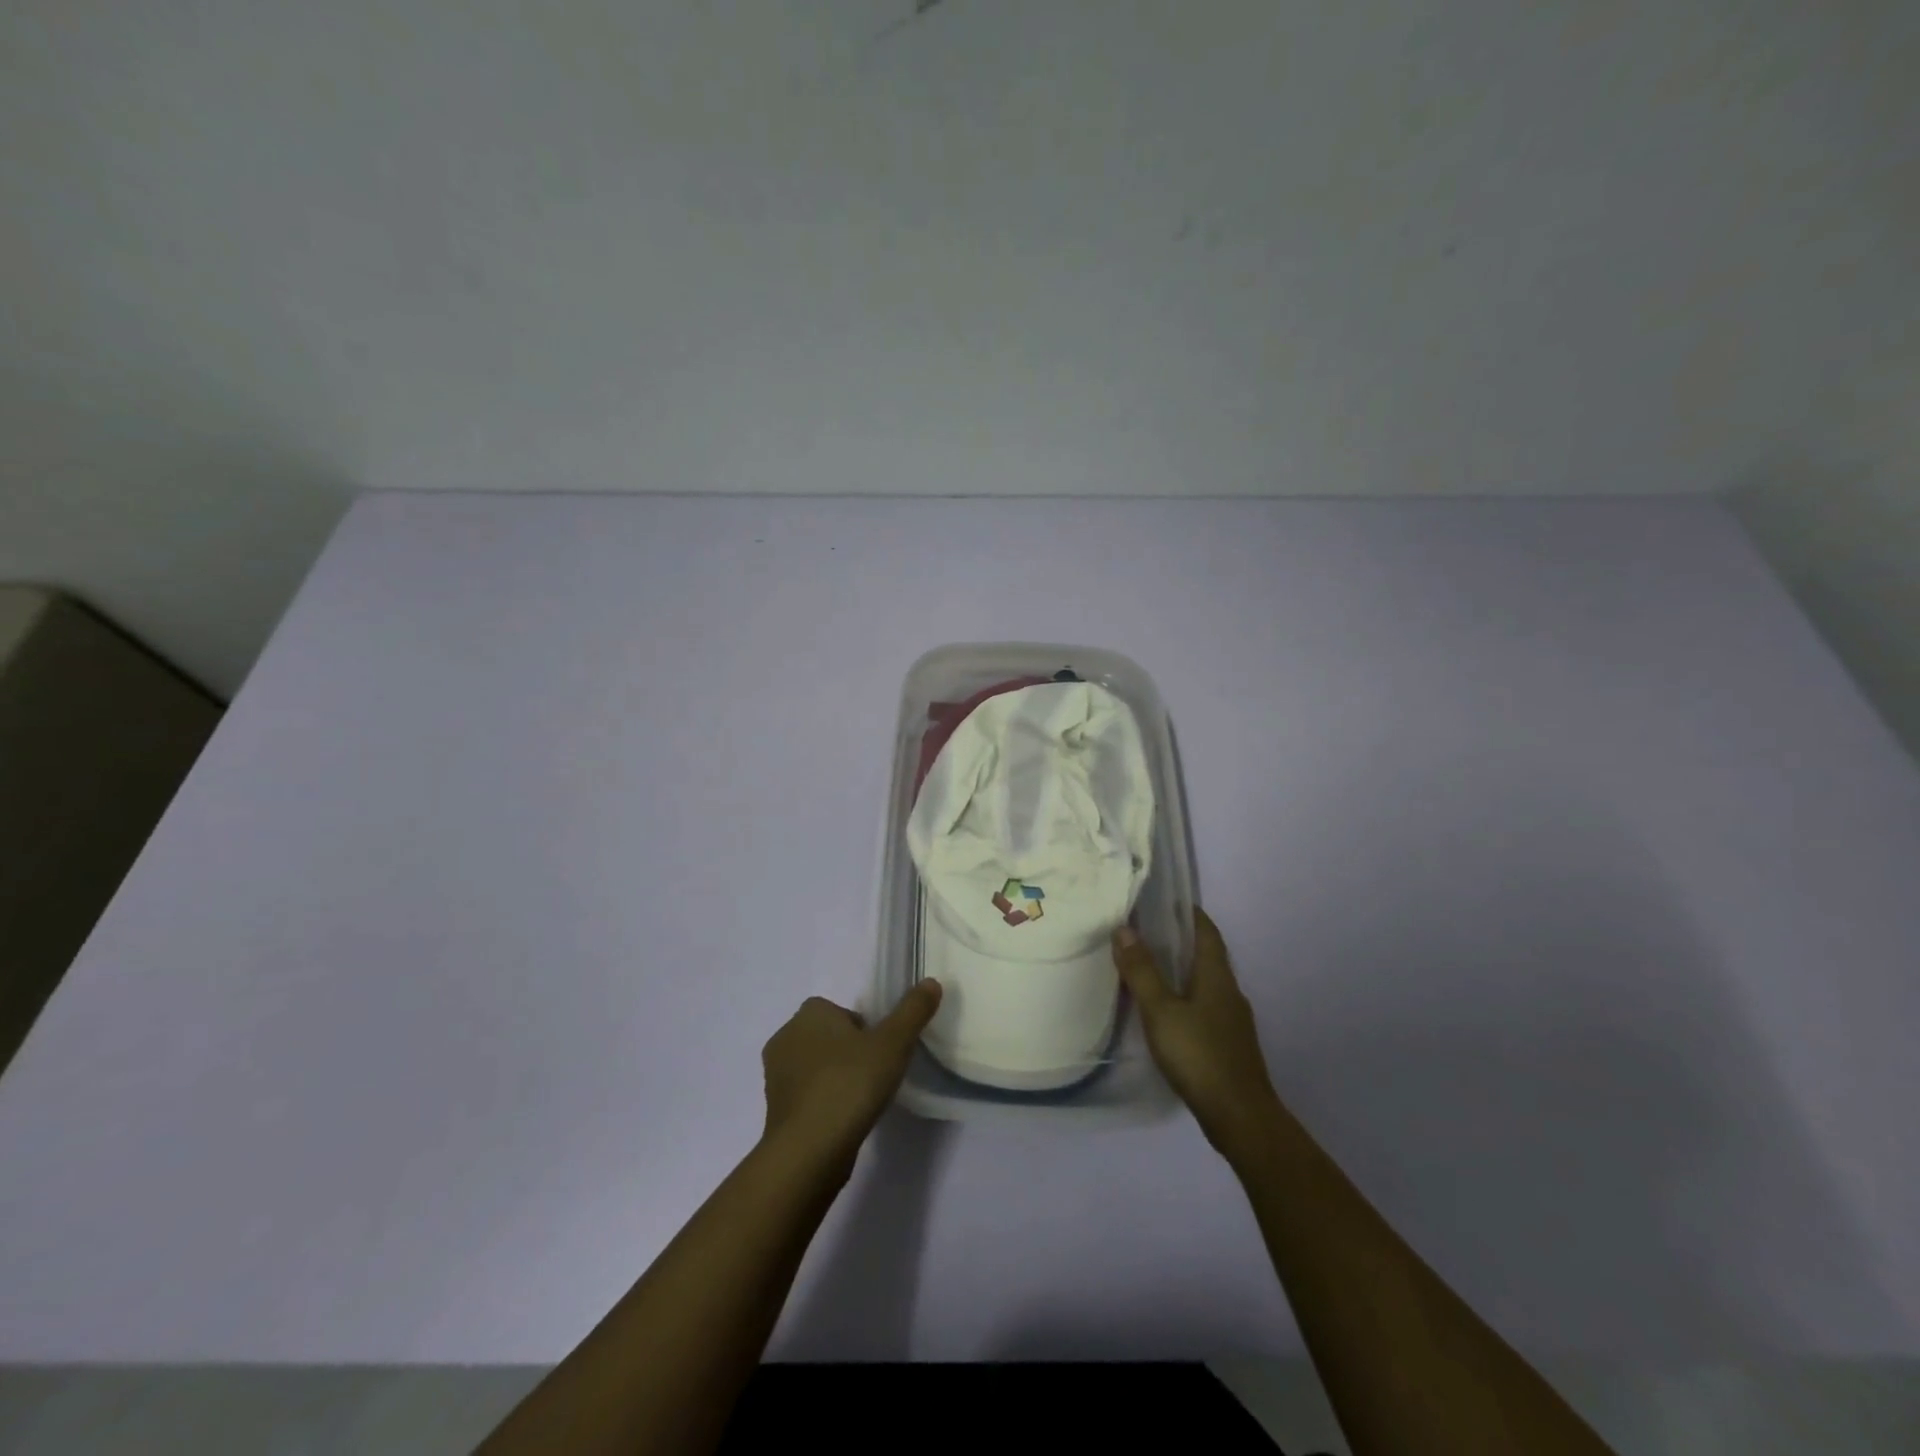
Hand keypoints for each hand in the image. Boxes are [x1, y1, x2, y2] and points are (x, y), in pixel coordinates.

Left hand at [760, 981, 942, 1168]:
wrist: (809, 1150)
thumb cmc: (850, 1084)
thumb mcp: (893, 1043)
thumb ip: (913, 1010)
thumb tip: (931, 982)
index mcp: (810, 1012)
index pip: (843, 1012)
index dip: (865, 1030)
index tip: (881, 1053)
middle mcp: (786, 1036)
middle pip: (829, 1037)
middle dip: (849, 1052)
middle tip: (875, 1076)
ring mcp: (775, 1074)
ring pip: (816, 1066)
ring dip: (835, 1077)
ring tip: (861, 1100)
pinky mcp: (774, 1108)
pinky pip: (806, 1095)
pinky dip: (823, 1102)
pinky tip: (842, 1120)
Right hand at [1113, 909, 1280, 1159]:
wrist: (1241, 1118)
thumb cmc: (1200, 1055)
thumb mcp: (1161, 1010)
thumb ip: (1142, 971)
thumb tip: (1124, 928)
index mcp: (1217, 976)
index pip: (1206, 931)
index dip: (1188, 912)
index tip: (1163, 900)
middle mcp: (1229, 992)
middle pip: (1206, 955)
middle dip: (1179, 940)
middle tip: (1144, 930)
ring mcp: (1232, 1020)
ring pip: (1205, 983)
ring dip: (1181, 970)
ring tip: (1148, 967)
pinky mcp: (1229, 1044)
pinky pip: (1204, 1007)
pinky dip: (1185, 997)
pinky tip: (1165, 1012)